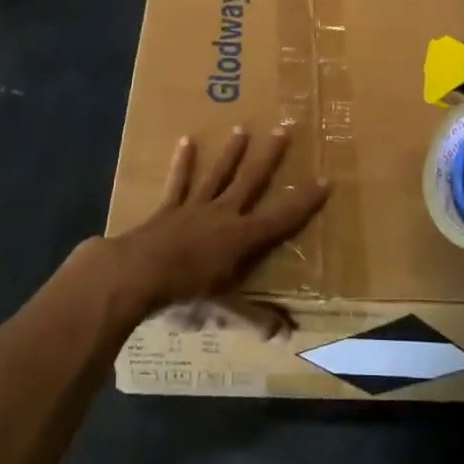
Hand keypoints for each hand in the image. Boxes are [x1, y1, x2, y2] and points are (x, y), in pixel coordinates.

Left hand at [97, 127, 328, 331]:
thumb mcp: (225, 306)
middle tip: (283, 129)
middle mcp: (223, 213)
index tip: (325, 180)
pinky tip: (186, 141)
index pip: (281, 217)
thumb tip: (285, 334)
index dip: (304, 200)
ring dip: (231, 152)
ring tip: (242, 128)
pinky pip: (179, 182)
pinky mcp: (170, 207)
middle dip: (269, 157)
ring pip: (218, 174)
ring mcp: (195, 206)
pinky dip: (182, 163)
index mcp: (241, 236)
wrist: (139, 272)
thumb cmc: (186, 289)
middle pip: (250, 180)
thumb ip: (255, 316)